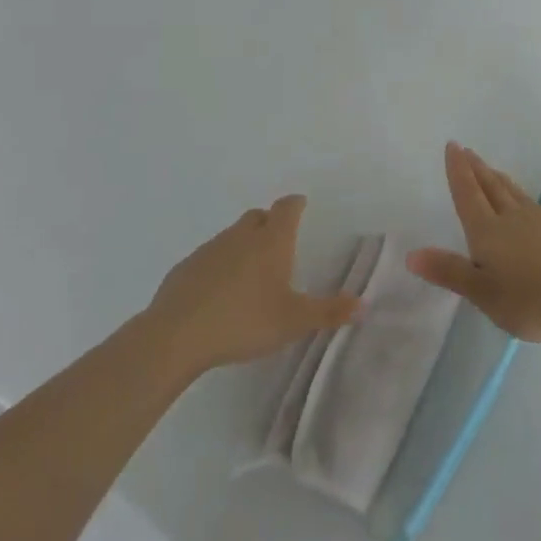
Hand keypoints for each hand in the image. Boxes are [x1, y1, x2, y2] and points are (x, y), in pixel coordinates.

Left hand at [146, 196, 360, 374]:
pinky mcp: (185, 267)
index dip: (295, 205)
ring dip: (244, 245)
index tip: (301, 205)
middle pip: (258, 217)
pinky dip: (219, 265)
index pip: (287, 208)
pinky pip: (209, 257)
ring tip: (251, 274)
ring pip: (232, 236)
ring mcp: (209, 249)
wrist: (177, 335)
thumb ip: (329, 312)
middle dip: (269, 223)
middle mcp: (241, 236)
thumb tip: (363, 304)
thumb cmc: (244, 321)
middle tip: (279, 243)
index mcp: (271, 241)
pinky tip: (219, 293)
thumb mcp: (293, 321)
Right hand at [406, 143, 540, 342]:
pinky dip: (516, 193)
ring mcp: (538, 222)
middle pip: (489, 186)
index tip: (453, 146)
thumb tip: (410, 254)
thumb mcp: (484, 293)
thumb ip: (450, 272)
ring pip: (511, 192)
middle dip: (475, 169)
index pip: (468, 193)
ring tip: (489, 169)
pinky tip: (521, 201)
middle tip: (465, 150)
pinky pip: (527, 202)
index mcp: (487, 230)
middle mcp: (511, 217)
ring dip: (496, 178)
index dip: (458, 171)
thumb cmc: (532, 299)